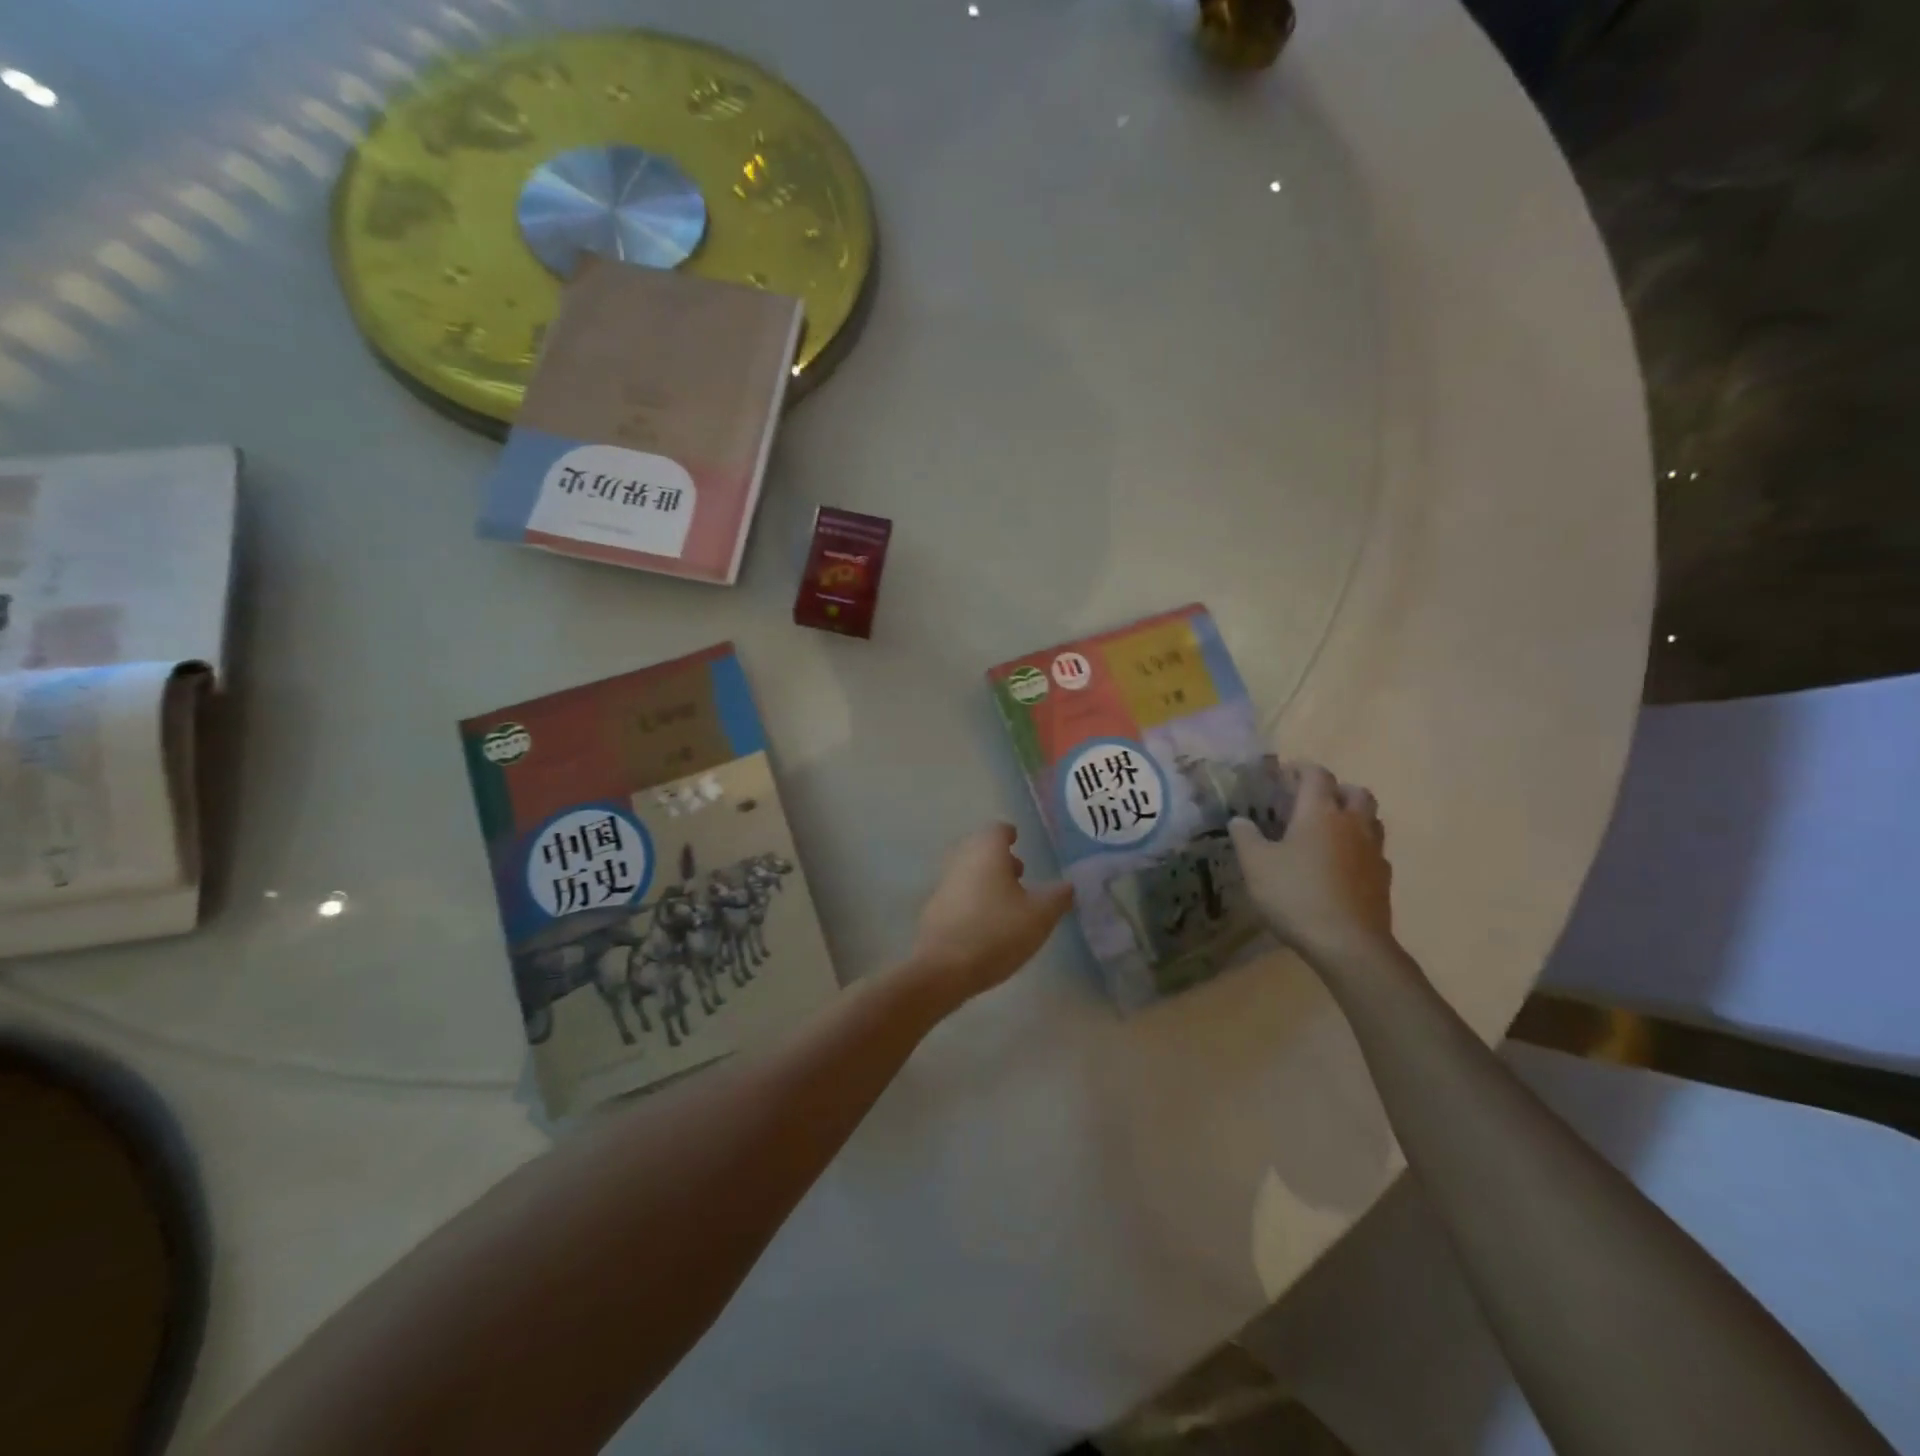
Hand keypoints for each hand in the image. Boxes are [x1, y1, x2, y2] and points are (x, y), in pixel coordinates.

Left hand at [908, 823, 1074, 1004]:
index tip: (1019, 841)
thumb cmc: (996, 932)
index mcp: (986, 851)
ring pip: (968, 871)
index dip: (1010, 834)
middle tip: (1019, 873)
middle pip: (979, 848)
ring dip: (986, 879)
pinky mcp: (933, 909)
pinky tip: (986, 923)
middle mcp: (960, 859)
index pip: (997, 829)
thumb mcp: (1040, 916)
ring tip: (1008, 902)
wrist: (942, 968)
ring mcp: (943, 884)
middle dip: (999, 857)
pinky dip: (973, 899)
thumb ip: (1058, 896)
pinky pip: (958, 894)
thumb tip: (1068, 885)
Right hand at [1229, 763, 1394, 967]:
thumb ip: (1246, 837)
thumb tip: (1239, 820)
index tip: (1284, 774)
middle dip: (1335, 790)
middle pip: (1355, 792)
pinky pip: (1374, 851)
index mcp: (1320, 812)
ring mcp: (1373, 851)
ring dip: (1353, 816)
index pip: (1316, 775)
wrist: (1348, 944)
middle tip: (1312, 801)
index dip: (1301, 769)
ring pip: (1371, 820)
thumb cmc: (1296, 895)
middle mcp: (1352, 824)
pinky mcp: (1383, 879)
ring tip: (1328, 831)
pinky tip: (1341, 866)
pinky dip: (1359, 848)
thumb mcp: (1256, 865)